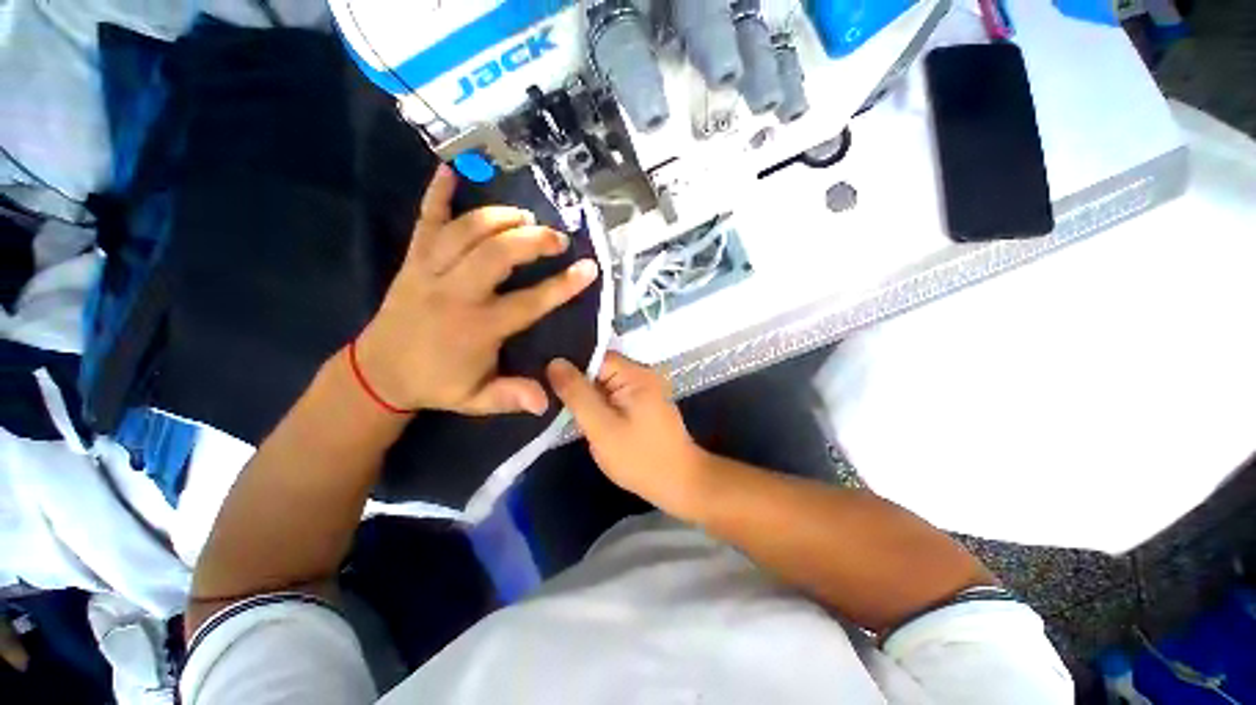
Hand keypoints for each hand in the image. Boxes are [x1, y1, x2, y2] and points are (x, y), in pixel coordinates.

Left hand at [355, 165, 597, 415]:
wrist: (376, 372)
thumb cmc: (435, 384)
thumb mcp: (476, 400)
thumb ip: (511, 397)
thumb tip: (547, 401)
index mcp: (477, 328)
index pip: (528, 302)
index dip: (562, 286)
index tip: (589, 268)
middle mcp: (455, 294)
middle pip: (497, 254)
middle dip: (532, 240)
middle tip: (557, 237)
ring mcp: (429, 272)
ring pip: (466, 232)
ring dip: (499, 218)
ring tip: (525, 216)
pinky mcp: (412, 260)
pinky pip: (424, 221)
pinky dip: (437, 195)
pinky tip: (450, 171)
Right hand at [547, 352, 709, 512]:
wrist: (679, 484)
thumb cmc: (640, 457)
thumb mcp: (602, 427)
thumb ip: (577, 394)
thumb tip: (555, 363)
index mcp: (635, 373)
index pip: (594, 356)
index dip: (569, 367)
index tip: (543, 380)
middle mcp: (641, 374)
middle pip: (599, 368)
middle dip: (576, 382)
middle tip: (547, 396)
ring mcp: (643, 389)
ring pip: (604, 383)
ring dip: (586, 394)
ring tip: (559, 404)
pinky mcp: (642, 404)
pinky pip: (613, 395)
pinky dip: (598, 403)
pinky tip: (583, 415)